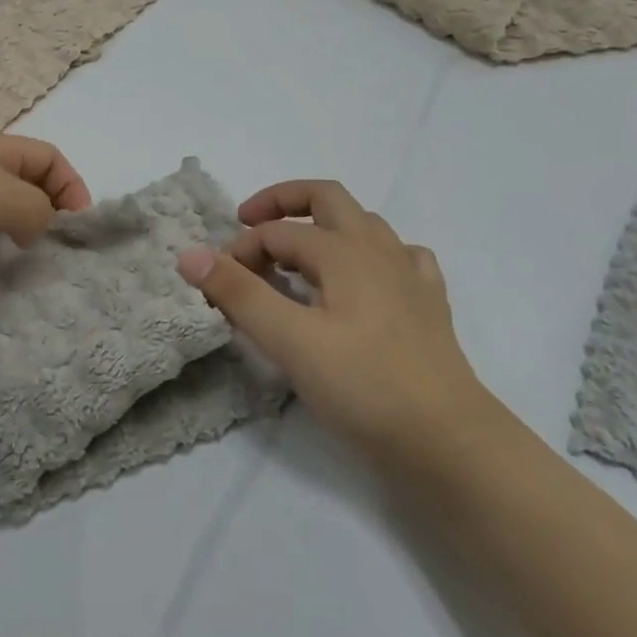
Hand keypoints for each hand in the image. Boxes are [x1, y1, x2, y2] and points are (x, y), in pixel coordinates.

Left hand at [0, 134, 90, 299]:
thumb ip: (33, 206)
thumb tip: (38, 228)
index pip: (49, 158)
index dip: (70, 186)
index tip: (76, 227)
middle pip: (28, 188)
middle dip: (47, 217)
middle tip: (54, 252)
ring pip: (3, 220)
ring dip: (19, 242)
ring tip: (25, 269)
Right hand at [176, 180, 490, 460]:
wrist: (446, 438)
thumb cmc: (362, 385)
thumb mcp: (288, 340)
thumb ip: (238, 293)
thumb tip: (190, 254)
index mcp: (344, 251)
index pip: (277, 233)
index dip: (240, 250)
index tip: (218, 283)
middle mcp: (379, 249)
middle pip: (326, 198)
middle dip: (283, 202)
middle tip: (249, 222)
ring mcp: (410, 274)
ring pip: (363, 225)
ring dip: (323, 227)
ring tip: (297, 256)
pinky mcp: (428, 303)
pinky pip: (399, 257)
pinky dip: (370, 255)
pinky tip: (363, 280)